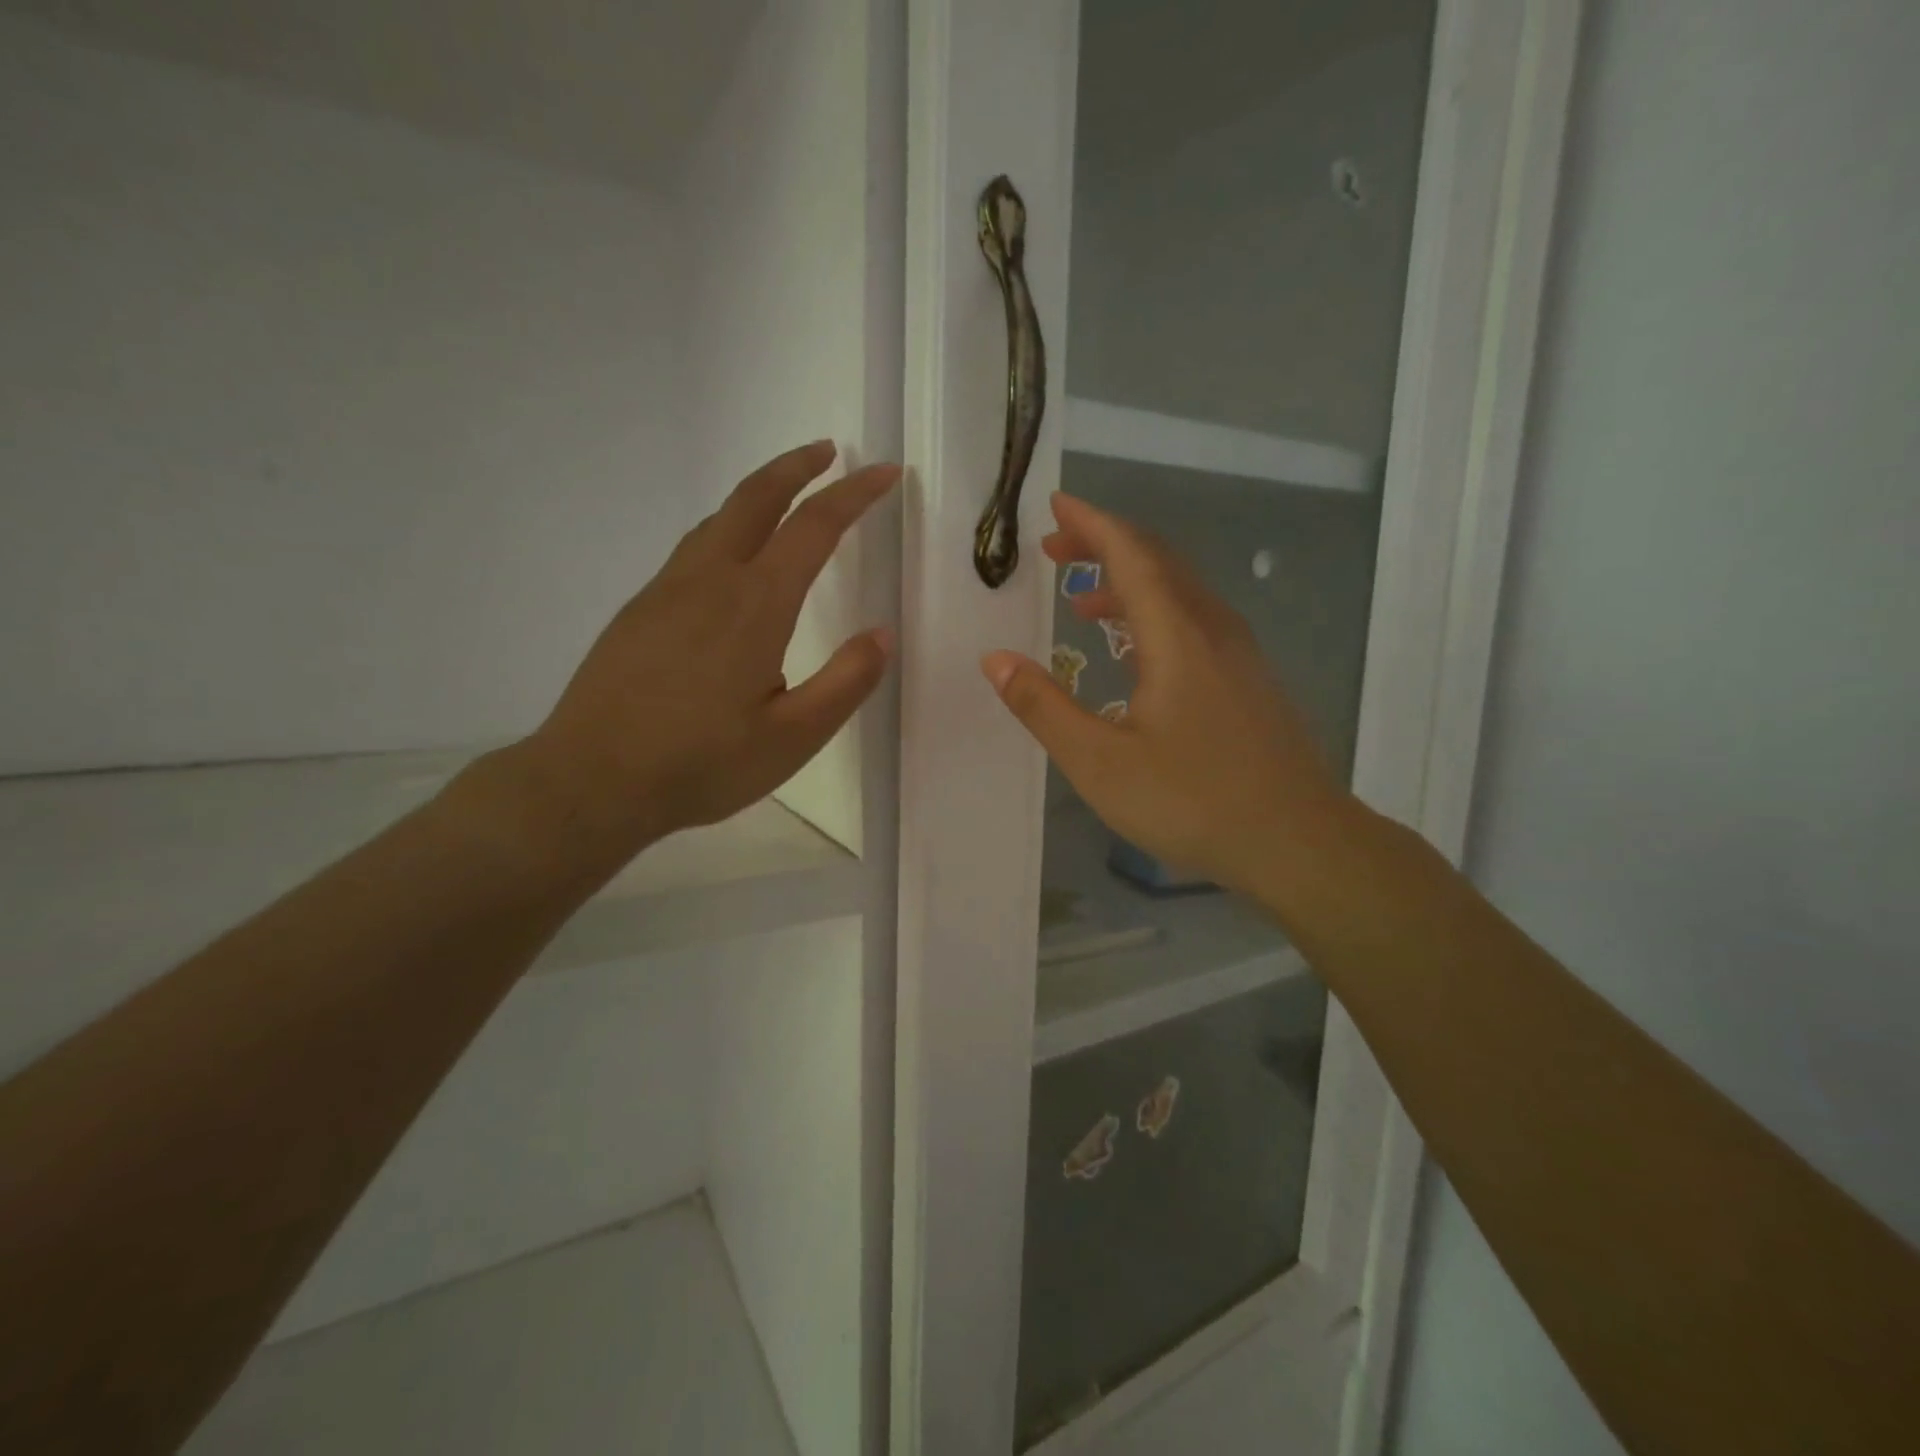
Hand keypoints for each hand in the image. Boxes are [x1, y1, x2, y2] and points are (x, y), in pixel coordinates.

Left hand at [510, 442, 897, 872]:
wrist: (591, 781)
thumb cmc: (701, 764)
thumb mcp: (792, 739)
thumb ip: (845, 683)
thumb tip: (882, 635)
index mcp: (755, 605)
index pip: (814, 527)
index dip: (854, 494)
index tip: (884, 473)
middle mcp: (709, 580)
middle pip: (755, 498)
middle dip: (796, 467)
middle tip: (828, 452)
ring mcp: (666, 591)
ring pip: (718, 519)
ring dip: (759, 494)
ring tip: (787, 496)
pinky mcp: (640, 610)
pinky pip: (693, 548)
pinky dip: (727, 529)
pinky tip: (732, 561)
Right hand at [981, 493, 1348, 894]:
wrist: (1299, 842)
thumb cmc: (1193, 801)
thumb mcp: (1100, 762)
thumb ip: (1044, 707)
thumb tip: (995, 660)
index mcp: (1176, 636)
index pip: (1131, 554)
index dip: (1091, 524)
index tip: (1055, 506)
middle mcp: (1212, 629)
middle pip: (1157, 562)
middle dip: (1104, 546)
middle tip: (1054, 550)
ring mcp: (1239, 654)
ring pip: (1180, 592)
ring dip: (1129, 582)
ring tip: (1082, 602)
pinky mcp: (1250, 680)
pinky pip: (1195, 621)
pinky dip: (1155, 614)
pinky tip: (1136, 651)